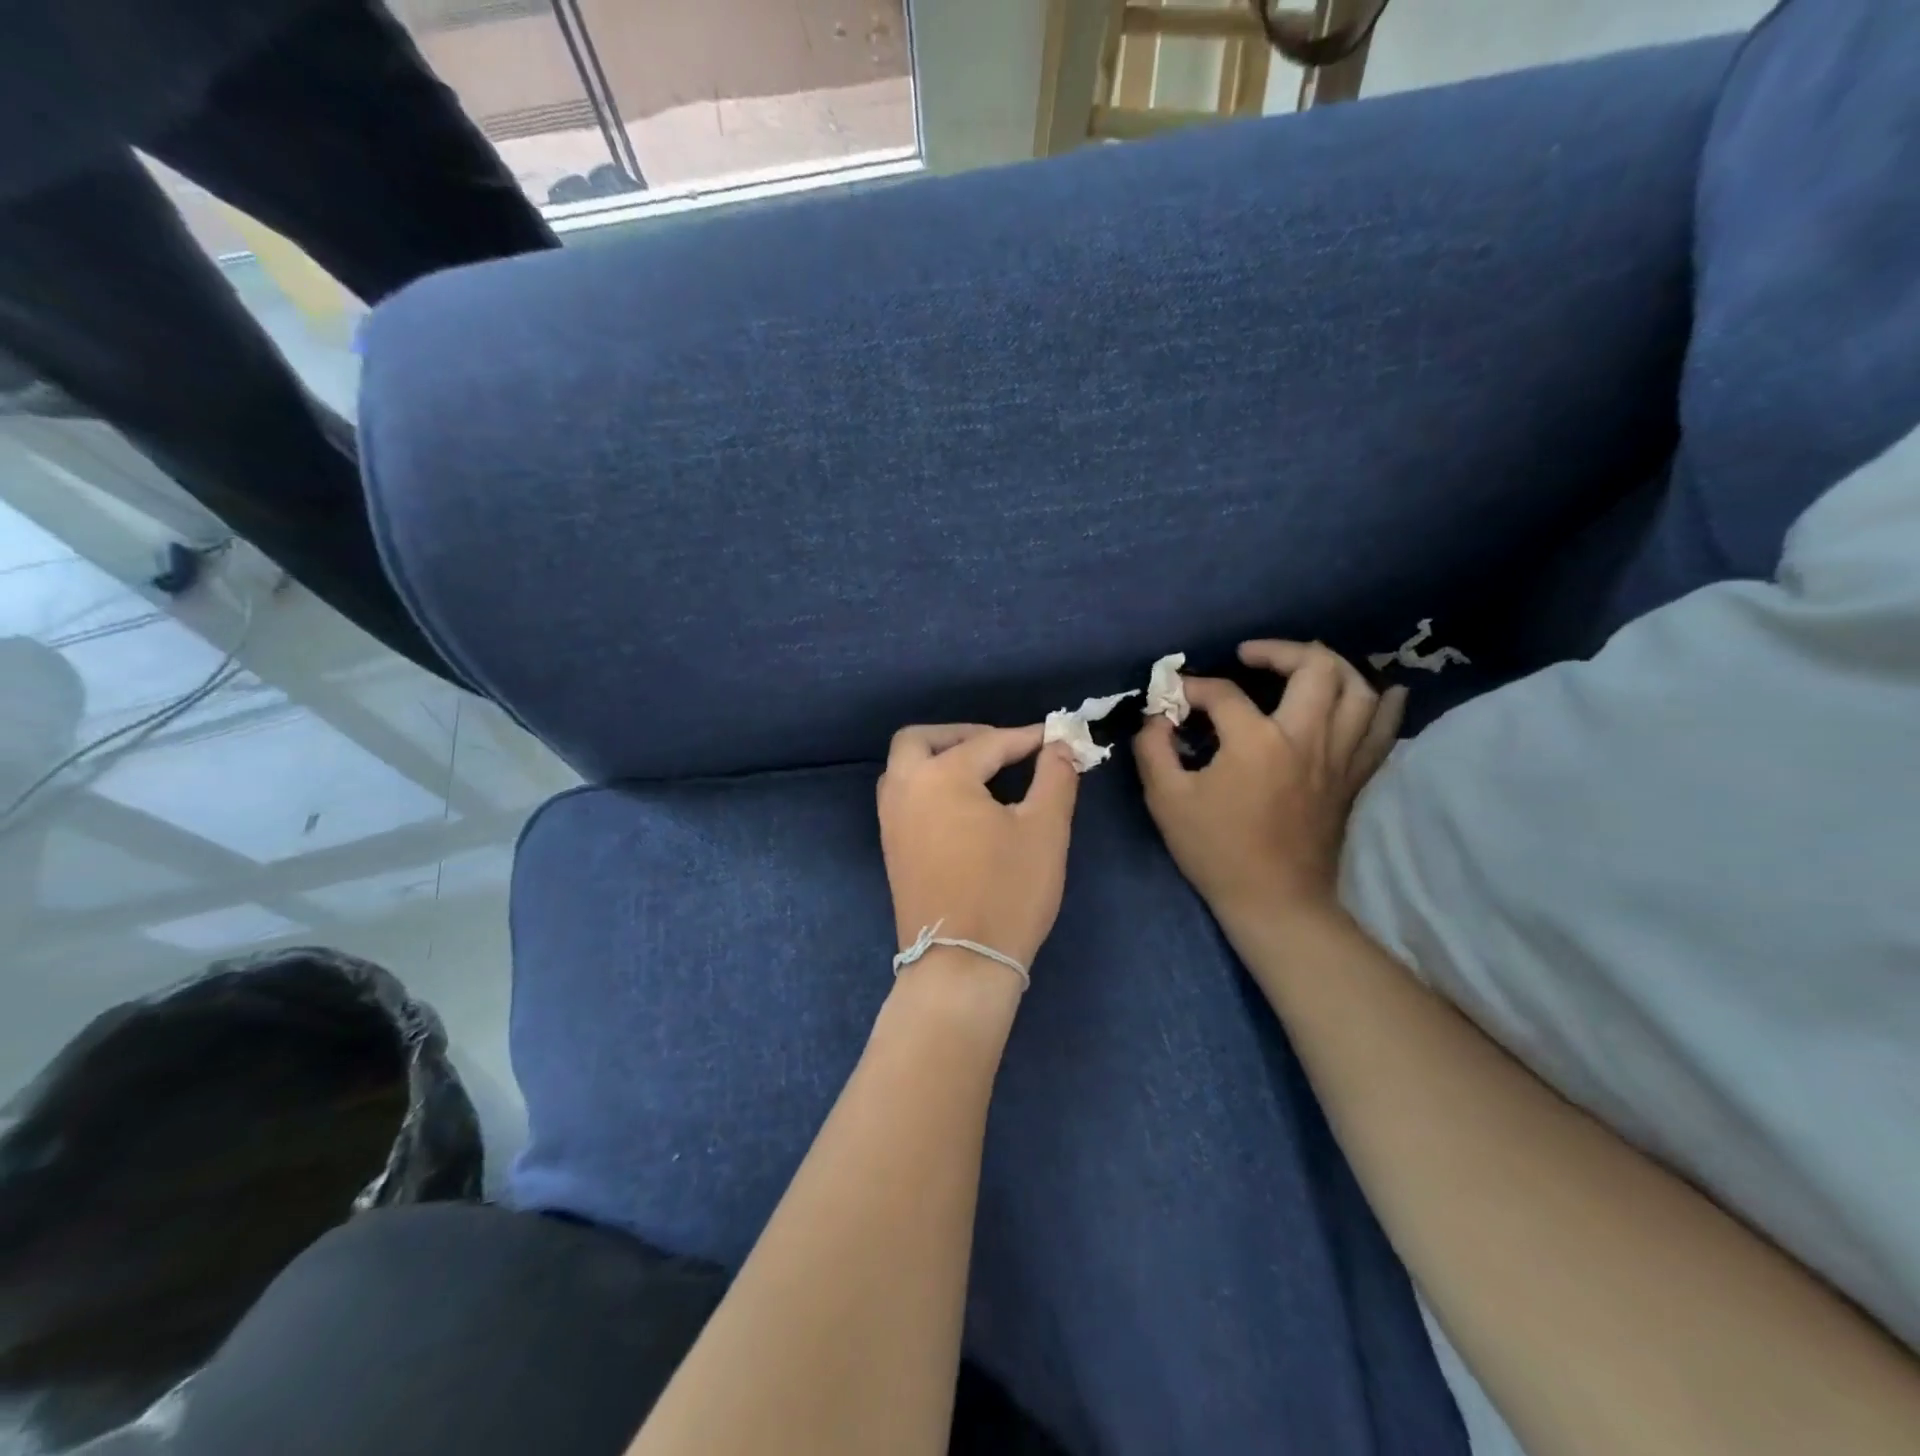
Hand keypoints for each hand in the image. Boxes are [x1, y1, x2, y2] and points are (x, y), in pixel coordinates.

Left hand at [878, 724, 1080, 972]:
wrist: (961, 966)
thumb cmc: (1008, 892)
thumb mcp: (1045, 830)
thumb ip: (1054, 778)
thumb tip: (1059, 744)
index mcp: (941, 777)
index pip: (989, 744)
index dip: (1026, 739)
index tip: (1055, 737)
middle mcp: (905, 790)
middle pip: (920, 740)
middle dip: (961, 735)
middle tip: (1000, 747)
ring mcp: (891, 821)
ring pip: (904, 768)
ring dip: (937, 758)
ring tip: (980, 773)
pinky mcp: (891, 849)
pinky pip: (903, 797)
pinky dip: (927, 786)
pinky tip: (960, 807)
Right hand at [1134, 641, 1405, 920]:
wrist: (1274, 901)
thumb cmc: (1216, 851)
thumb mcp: (1166, 800)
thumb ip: (1154, 748)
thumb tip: (1156, 717)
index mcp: (1257, 742)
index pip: (1224, 693)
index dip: (1193, 688)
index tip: (1174, 697)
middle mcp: (1307, 738)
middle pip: (1315, 667)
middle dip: (1278, 651)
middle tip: (1250, 657)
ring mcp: (1339, 757)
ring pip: (1358, 689)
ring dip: (1330, 667)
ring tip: (1301, 667)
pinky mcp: (1354, 777)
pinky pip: (1382, 729)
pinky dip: (1383, 704)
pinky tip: (1378, 690)